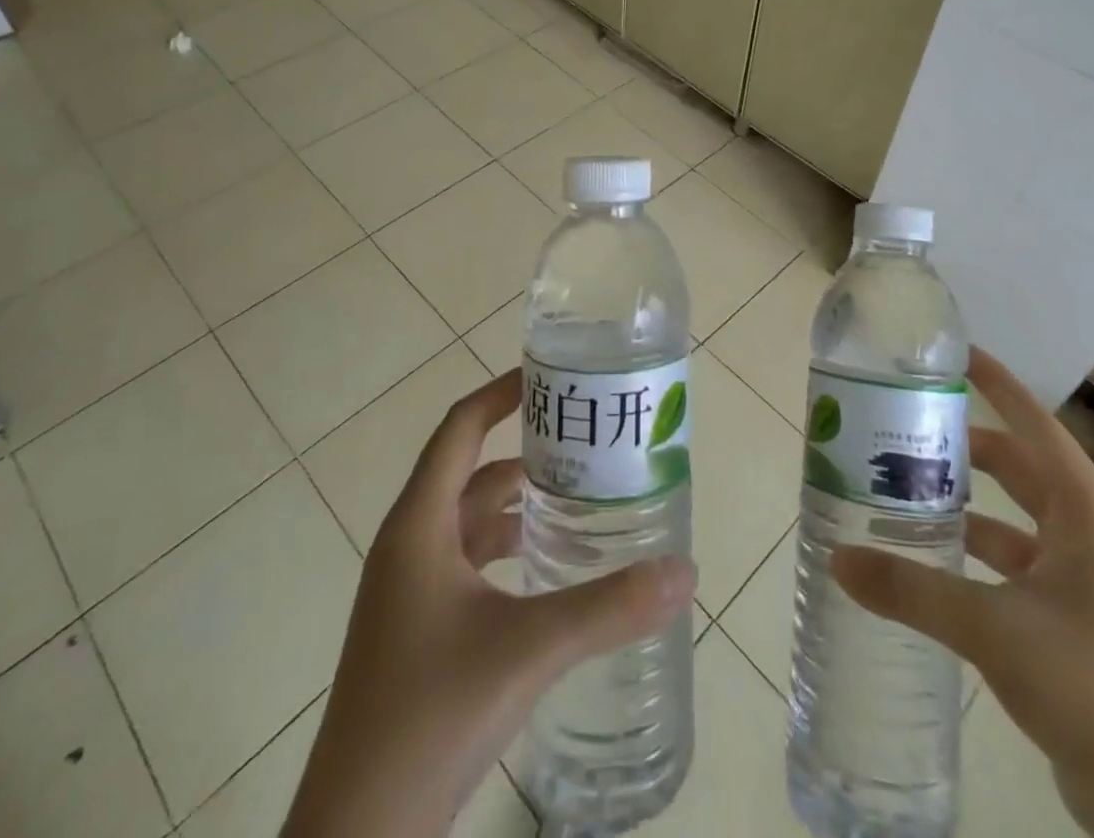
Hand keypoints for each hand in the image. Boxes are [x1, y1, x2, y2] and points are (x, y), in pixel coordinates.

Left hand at [282, 369, 696, 837]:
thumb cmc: (430, 716)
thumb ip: (609, 608)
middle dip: (525, 451)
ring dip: (518, 503)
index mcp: (418, 526)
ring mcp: (409, 590)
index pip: (460, 428)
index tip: (549, 377)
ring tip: (579, 496)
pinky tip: (549, 568)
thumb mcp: (528, 650)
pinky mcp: (418, 629)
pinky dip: (506, 548)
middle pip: (470, 471)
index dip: (500, 393)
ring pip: (470, 520)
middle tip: (585, 441)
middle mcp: (409, 545)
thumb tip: (684, 571)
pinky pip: (467, 563)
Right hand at [833, 347, 1093, 837]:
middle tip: (906, 428)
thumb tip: (836, 558)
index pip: (1035, 425)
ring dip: (966, 504)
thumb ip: (910, 589)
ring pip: (1013, 519)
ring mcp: (1084, 579)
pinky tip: (932, 559)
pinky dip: (976, 554)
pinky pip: (1014, 564)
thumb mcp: (992, 628)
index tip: (956, 353)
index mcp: (1086, 513)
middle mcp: (1088, 533)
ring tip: (904, 489)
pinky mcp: (1074, 619)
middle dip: (965, 447)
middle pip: (1019, 468)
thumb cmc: (1091, 686)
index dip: (997, 385)